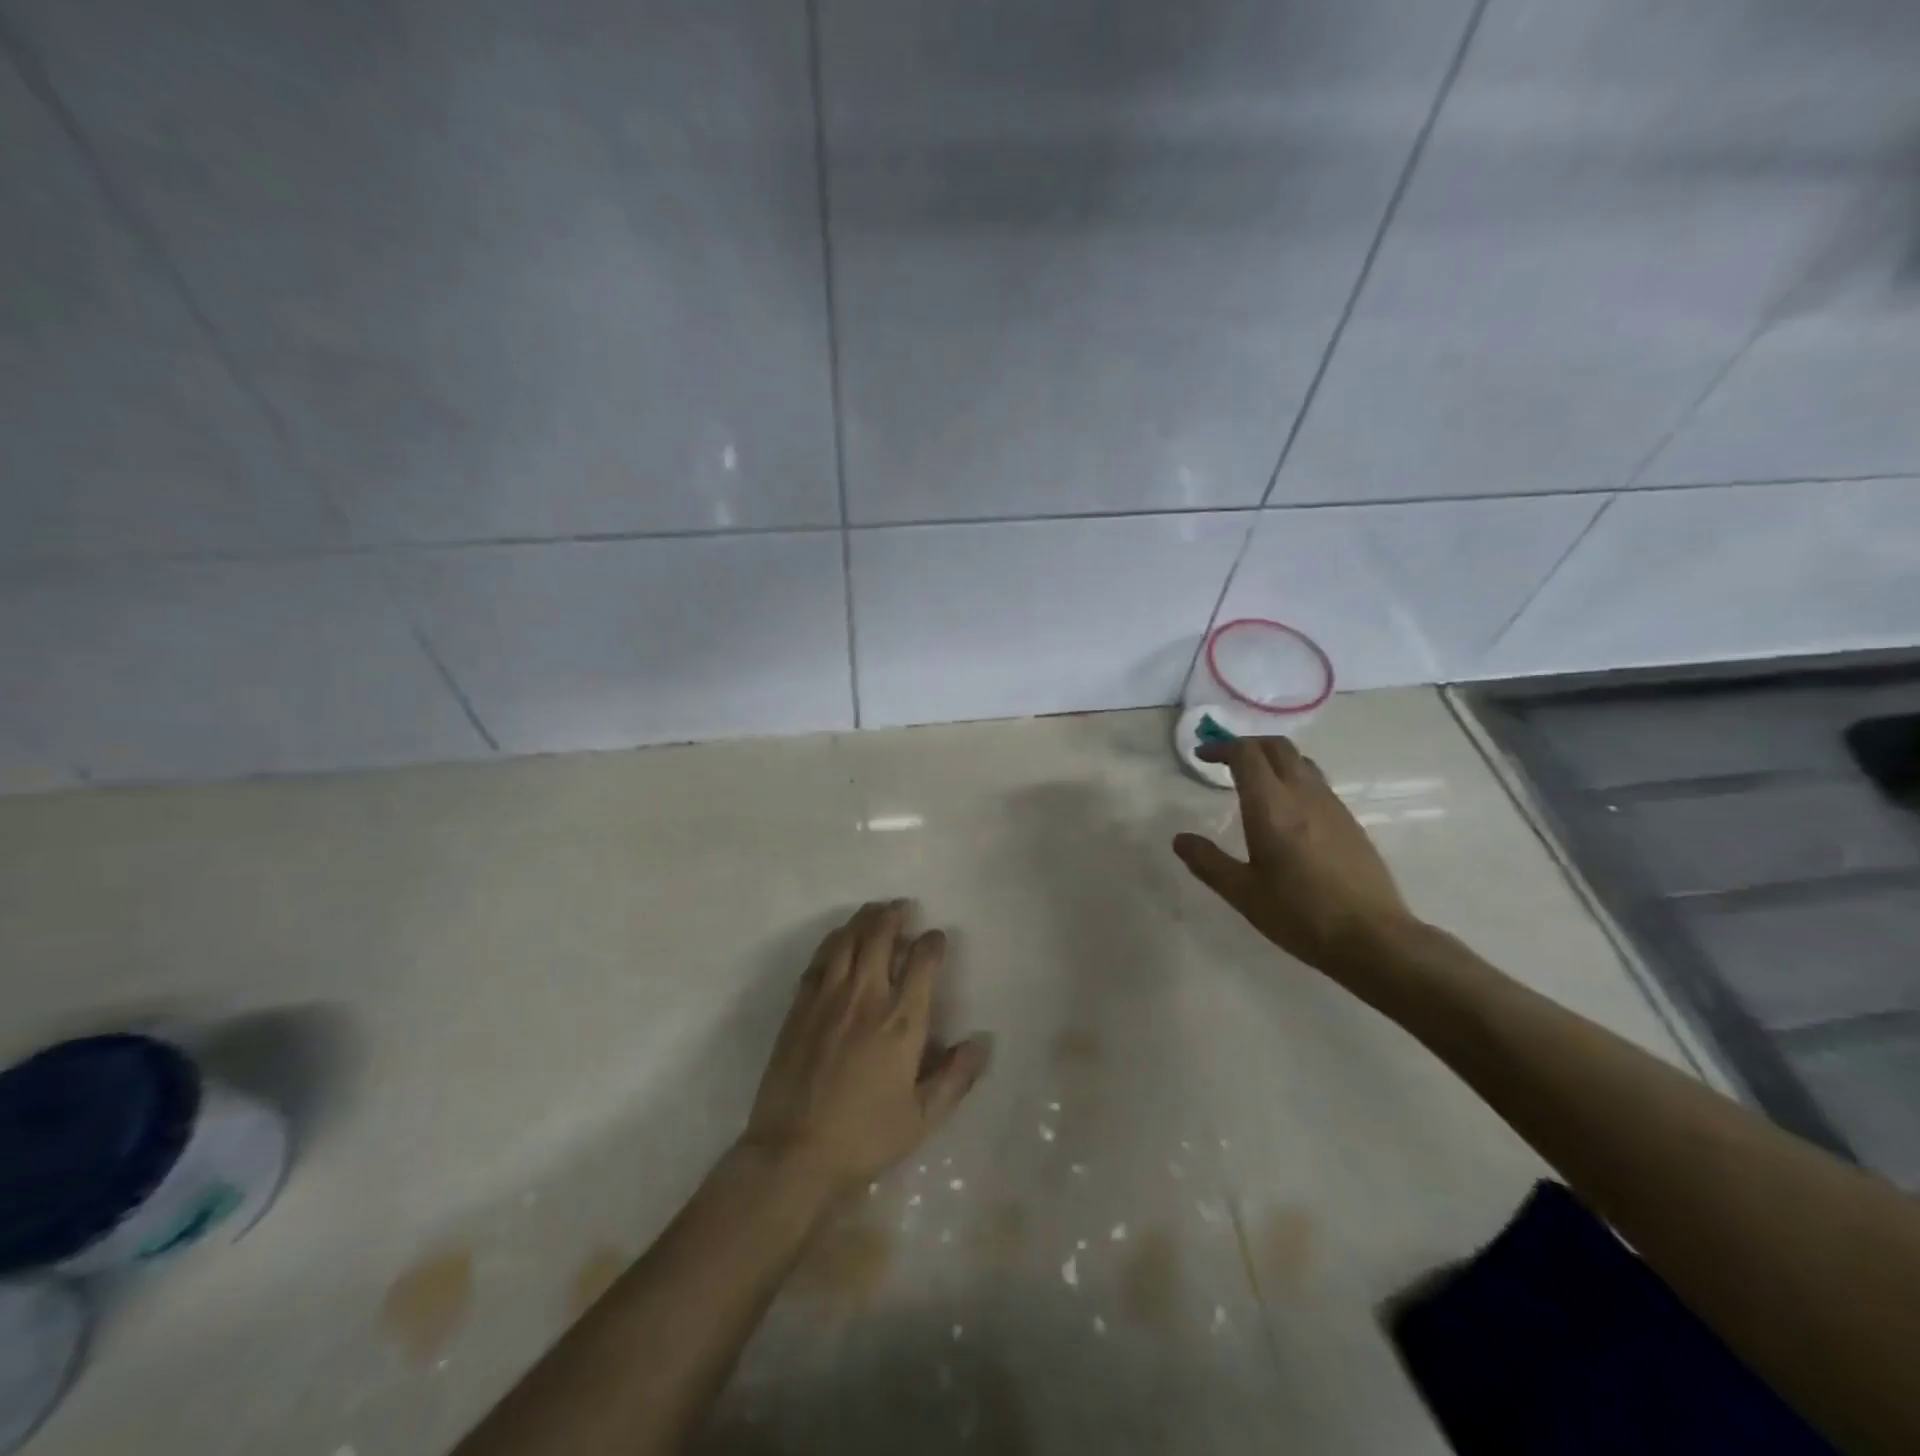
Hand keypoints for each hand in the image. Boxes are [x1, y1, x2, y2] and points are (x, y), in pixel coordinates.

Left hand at [741, 901, 989, 1194]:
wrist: (794, 1153)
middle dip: (895, 915)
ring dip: (864, 919)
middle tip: (903, 907)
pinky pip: (819, 959)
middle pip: (880, 936)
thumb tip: (982, 1041)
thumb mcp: (923, 1117)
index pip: (922, 961)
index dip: (932, 942)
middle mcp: (866, 997)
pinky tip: (839, 939)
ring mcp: (828, 998)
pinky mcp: (800, 1006)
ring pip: (847, 940)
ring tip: (874, 911)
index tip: (936, 937)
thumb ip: (956, 1077)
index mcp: (901, 1021)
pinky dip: (833, 941)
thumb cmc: (865, 1137)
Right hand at [1172, 736, 1418, 972]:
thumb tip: (1180, 840)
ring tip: (1253, 781)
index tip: (1202, 756)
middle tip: (1224, 761)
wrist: (1373, 938)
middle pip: (1276, 747)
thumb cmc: (1300, 914)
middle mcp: (1303, 794)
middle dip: (1247, 745)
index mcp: (1271, 806)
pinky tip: (1285, 810)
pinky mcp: (1349, 822)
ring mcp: (1332, 805)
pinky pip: (1316, 783)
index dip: (1221, 747)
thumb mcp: (1243, 893)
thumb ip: (1208, 862)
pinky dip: (1293, 779)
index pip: (1246, 754)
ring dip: (1272, 759)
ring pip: (1300, 761)